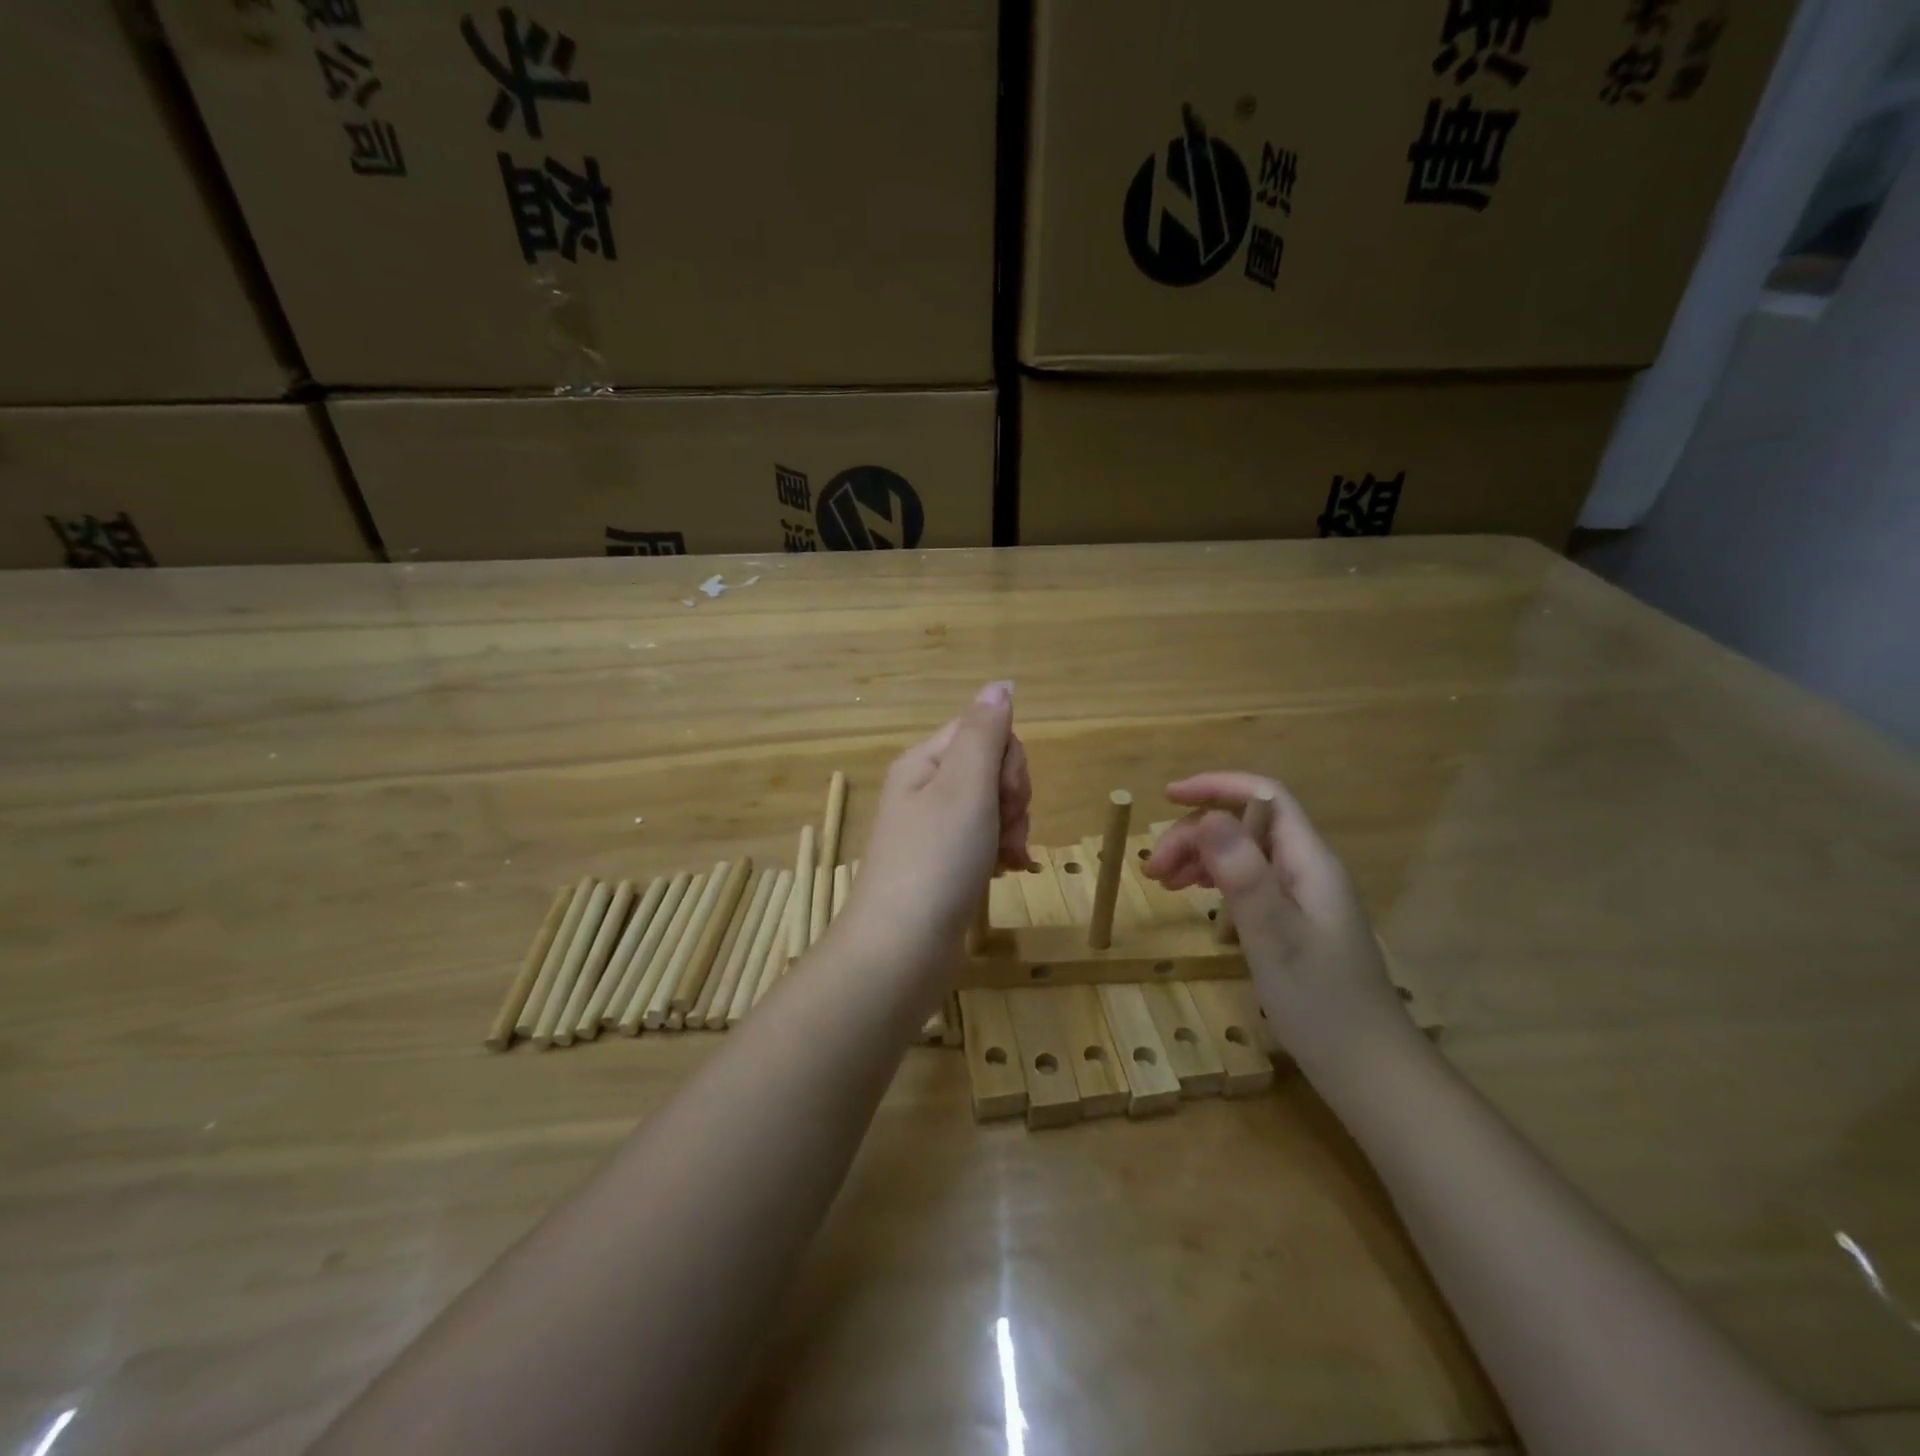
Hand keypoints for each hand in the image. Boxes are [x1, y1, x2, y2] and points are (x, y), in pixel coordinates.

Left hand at [835, 683, 1031, 978]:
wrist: (901, 950)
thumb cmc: (936, 860)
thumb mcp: (965, 786)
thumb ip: (984, 731)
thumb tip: (1000, 684)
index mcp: (925, 761)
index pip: (985, 731)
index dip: (1009, 762)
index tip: (1006, 796)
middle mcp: (925, 788)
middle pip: (992, 769)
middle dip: (1012, 799)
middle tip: (1002, 832)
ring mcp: (933, 828)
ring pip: (993, 806)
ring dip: (1011, 829)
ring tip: (1004, 860)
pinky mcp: (943, 863)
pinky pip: (983, 839)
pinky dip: (1000, 852)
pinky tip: (1005, 873)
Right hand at [1144, 771, 1406, 1074]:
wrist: (1368, 1069)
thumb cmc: (1321, 1003)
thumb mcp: (1274, 937)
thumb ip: (1243, 875)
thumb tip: (1208, 818)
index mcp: (1310, 862)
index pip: (1265, 796)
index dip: (1216, 786)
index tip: (1168, 796)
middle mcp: (1307, 869)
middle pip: (1247, 824)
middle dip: (1195, 833)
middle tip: (1153, 869)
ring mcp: (1302, 896)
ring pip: (1243, 852)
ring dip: (1200, 856)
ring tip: (1162, 882)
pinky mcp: (1294, 921)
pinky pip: (1248, 880)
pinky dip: (1214, 879)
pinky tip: (1194, 894)